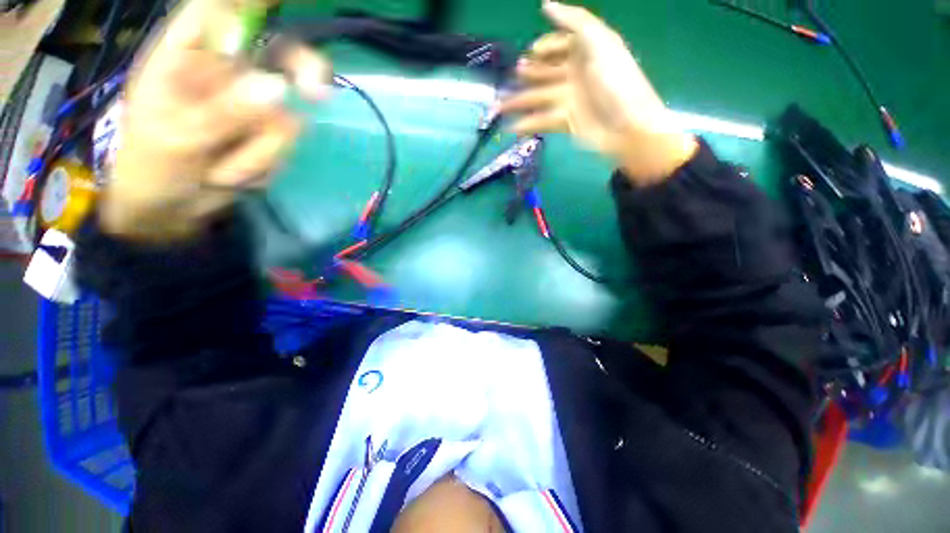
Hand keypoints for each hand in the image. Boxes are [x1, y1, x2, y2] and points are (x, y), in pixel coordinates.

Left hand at [100, 0, 330, 241]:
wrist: (172, 210)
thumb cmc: (153, 168)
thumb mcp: (179, 138)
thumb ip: (225, 111)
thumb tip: (279, 88)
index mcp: (187, 54)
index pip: (222, 8)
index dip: (256, 4)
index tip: (284, 12)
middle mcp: (226, 71)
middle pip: (278, 52)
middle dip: (304, 71)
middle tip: (318, 95)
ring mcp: (252, 104)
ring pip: (286, 116)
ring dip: (260, 151)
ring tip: (220, 170)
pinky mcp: (268, 134)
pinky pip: (286, 146)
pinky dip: (264, 164)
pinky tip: (234, 175)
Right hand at [500, 1, 696, 184]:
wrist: (627, 126)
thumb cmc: (616, 80)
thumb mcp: (599, 41)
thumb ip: (573, 20)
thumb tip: (545, 4)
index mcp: (585, 52)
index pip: (560, 45)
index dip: (545, 47)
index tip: (531, 53)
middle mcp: (575, 74)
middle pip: (546, 72)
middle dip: (528, 74)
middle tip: (512, 77)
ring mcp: (569, 100)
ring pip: (538, 98)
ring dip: (518, 102)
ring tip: (498, 108)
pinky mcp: (566, 123)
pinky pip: (542, 121)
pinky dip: (527, 124)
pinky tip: (512, 128)